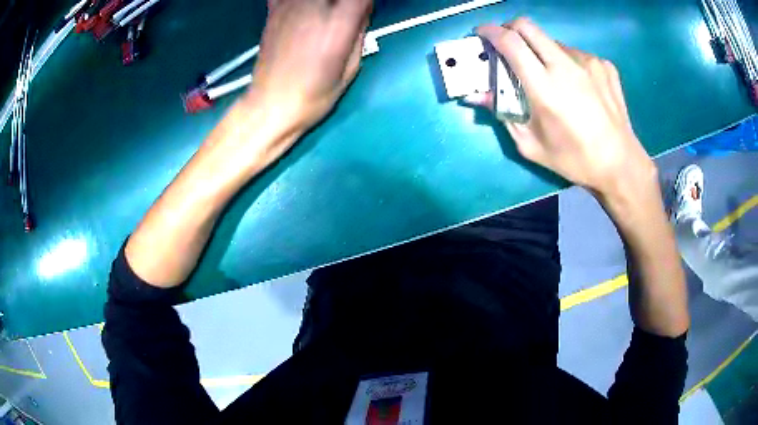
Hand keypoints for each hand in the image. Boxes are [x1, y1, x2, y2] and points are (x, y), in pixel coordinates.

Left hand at [247, 0, 372, 136]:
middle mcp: (314, 7)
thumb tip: (362, 10)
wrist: (271, 105)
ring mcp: (290, 5)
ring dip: (322, 4)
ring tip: (323, 16)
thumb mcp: (351, 68)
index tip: (363, 11)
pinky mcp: (273, 10)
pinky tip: (301, 11)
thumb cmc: (315, 94)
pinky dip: (295, 1)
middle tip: (344, 15)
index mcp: (339, 23)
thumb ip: (359, 32)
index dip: (364, 2)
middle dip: (343, 4)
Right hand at [474, 18, 656, 200]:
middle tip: (508, 45)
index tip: (481, 33)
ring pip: (553, 41)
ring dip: (542, 51)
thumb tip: (477, 94)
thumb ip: (502, 114)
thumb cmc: (574, 160)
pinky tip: (577, 85)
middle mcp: (566, 66)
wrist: (620, 164)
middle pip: (528, 26)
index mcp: (545, 87)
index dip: (490, 31)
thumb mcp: (531, 145)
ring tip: (551, 77)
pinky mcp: (604, 65)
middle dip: (510, 29)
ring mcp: (588, 62)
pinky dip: (567, 62)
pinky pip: (575, 54)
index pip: (510, 41)